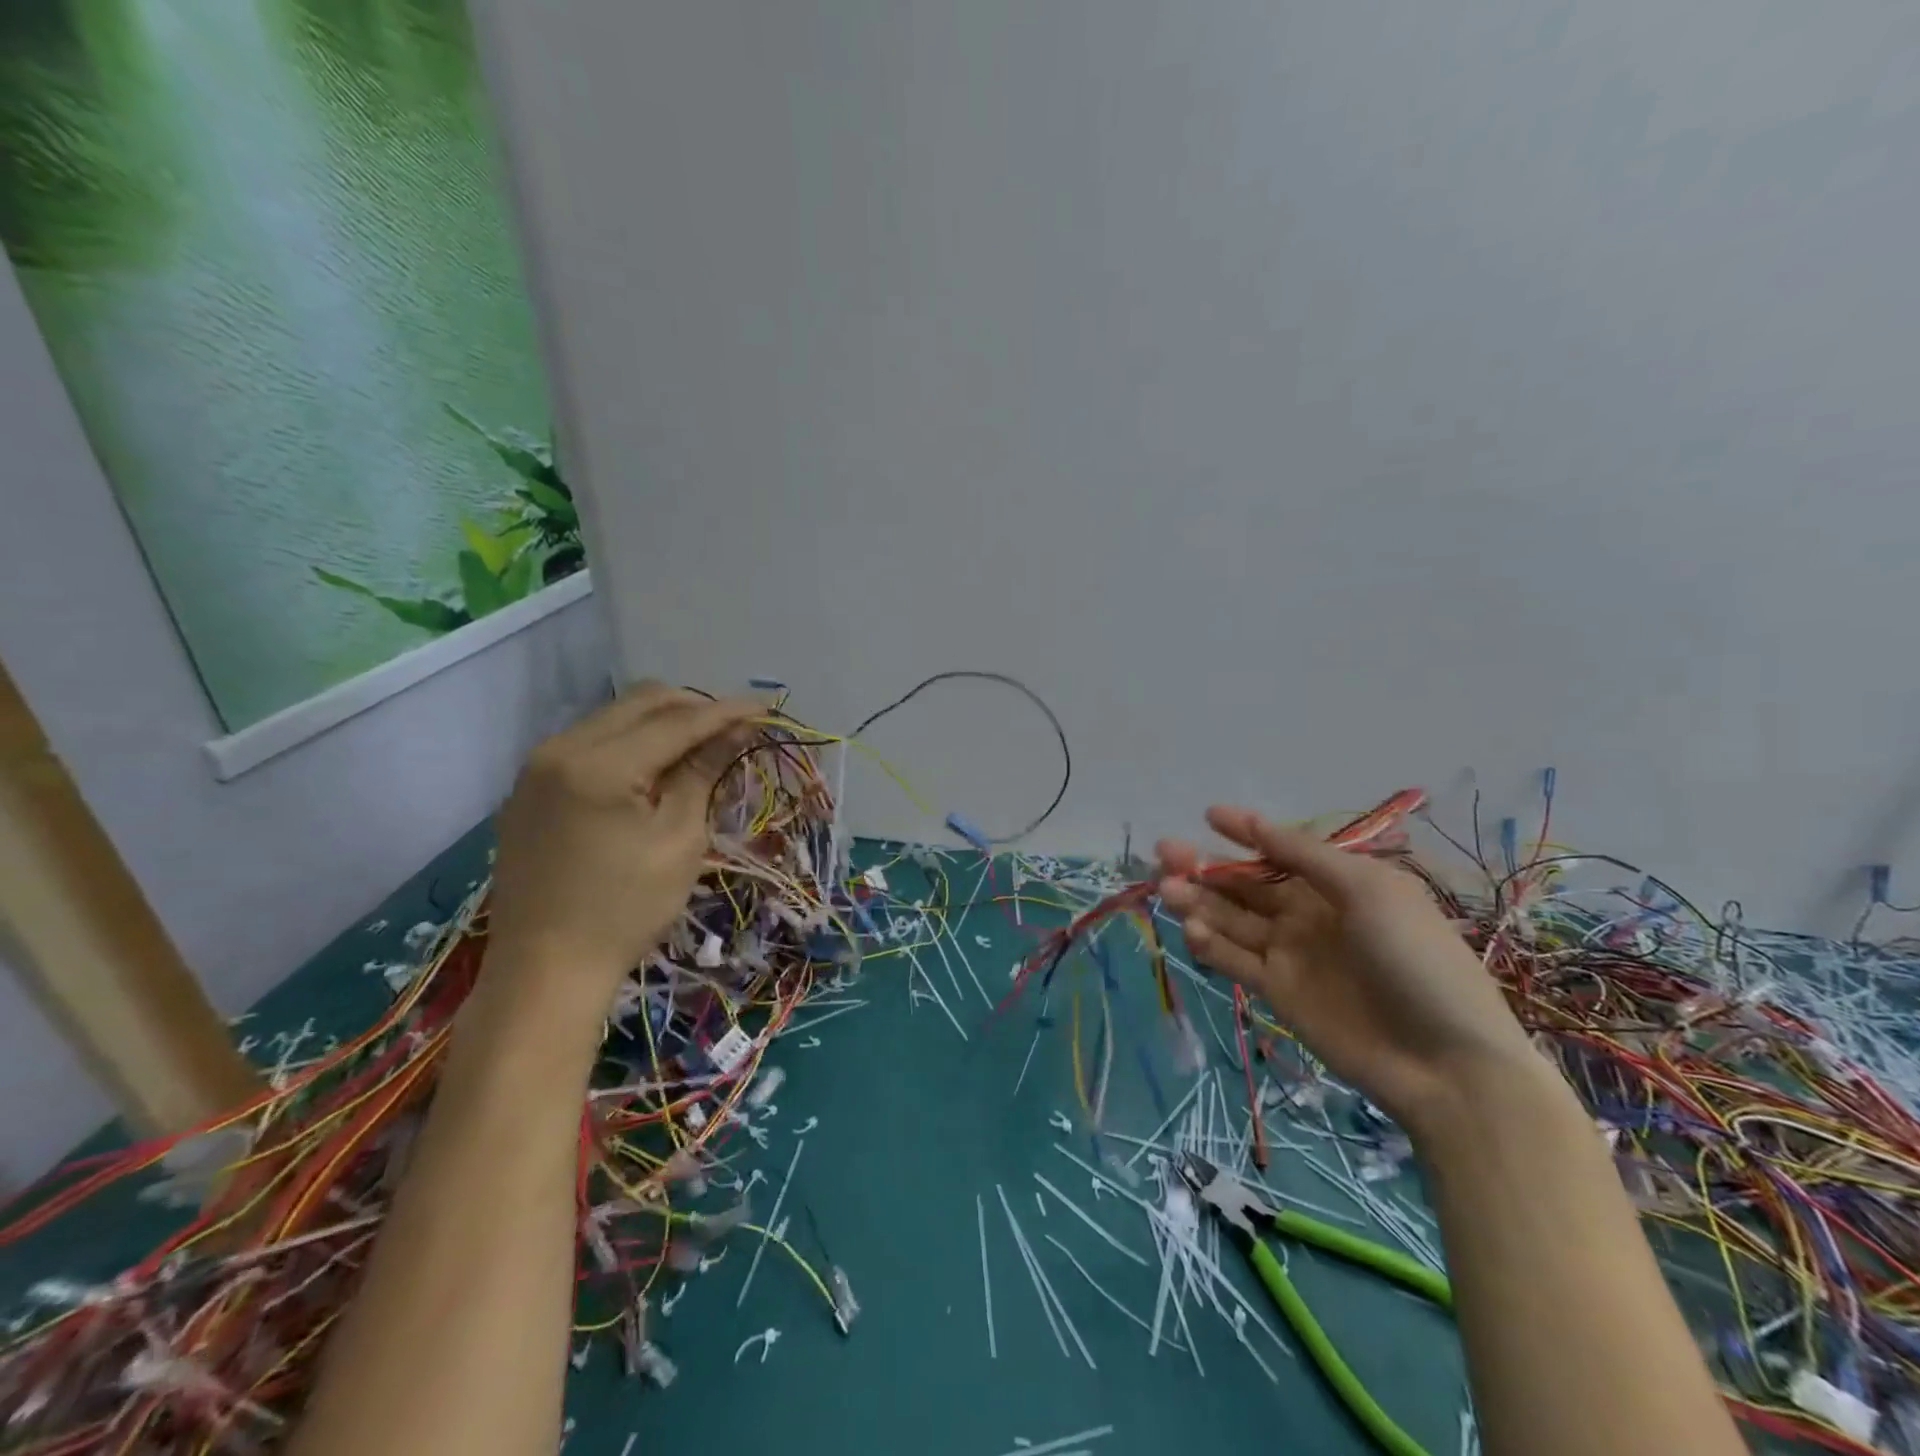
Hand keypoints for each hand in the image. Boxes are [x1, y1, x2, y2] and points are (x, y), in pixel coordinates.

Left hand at [486, 683, 759, 1005]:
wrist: (545, 969)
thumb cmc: (626, 910)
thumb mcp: (680, 840)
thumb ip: (703, 773)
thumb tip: (735, 731)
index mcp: (599, 765)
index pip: (676, 721)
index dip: (725, 712)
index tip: (766, 707)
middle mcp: (560, 748)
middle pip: (641, 702)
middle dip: (694, 707)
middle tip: (735, 727)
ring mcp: (538, 766)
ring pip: (615, 716)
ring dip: (663, 722)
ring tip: (701, 747)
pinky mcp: (530, 787)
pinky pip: (591, 741)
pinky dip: (632, 742)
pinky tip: (656, 769)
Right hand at [1158, 806, 1540, 1134]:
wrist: (1445, 1062)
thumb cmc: (1415, 958)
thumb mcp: (1369, 890)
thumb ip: (1306, 856)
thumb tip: (1256, 824)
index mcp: (1338, 884)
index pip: (1281, 850)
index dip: (1246, 832)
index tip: (1209, 815)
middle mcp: (1309, 914)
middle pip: (1246, 884)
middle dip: (1206, 866)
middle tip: (1164, 854)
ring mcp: (1292, 954)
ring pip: (1232, 919)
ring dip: (1198, 902)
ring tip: (1167, 890)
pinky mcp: (1278, 992)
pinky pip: (1236, 960)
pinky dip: (1212, 945)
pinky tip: (1194, 933)